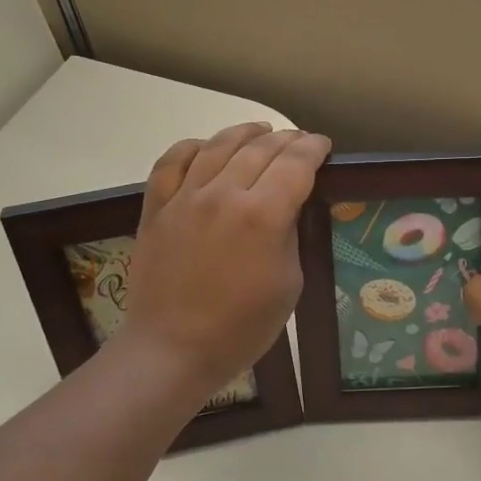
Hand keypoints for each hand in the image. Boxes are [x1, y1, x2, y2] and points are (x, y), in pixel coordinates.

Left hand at [120, 122, 331, 400]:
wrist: (172, 349)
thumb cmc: (241, 328)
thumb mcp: (288, 284)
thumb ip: (289, 235)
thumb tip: (286, 207)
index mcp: (263, 216)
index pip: (295, 164)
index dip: (313, 149)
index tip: (323, 146)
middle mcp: (224, 194)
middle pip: (260, 149)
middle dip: (286, 140)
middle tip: (299, 142)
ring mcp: (185, 197)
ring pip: (218, 146)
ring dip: (245, 133)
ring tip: (260, 131)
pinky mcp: (157, 207)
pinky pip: (173, 161)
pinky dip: (193, 146)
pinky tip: (206, 147)